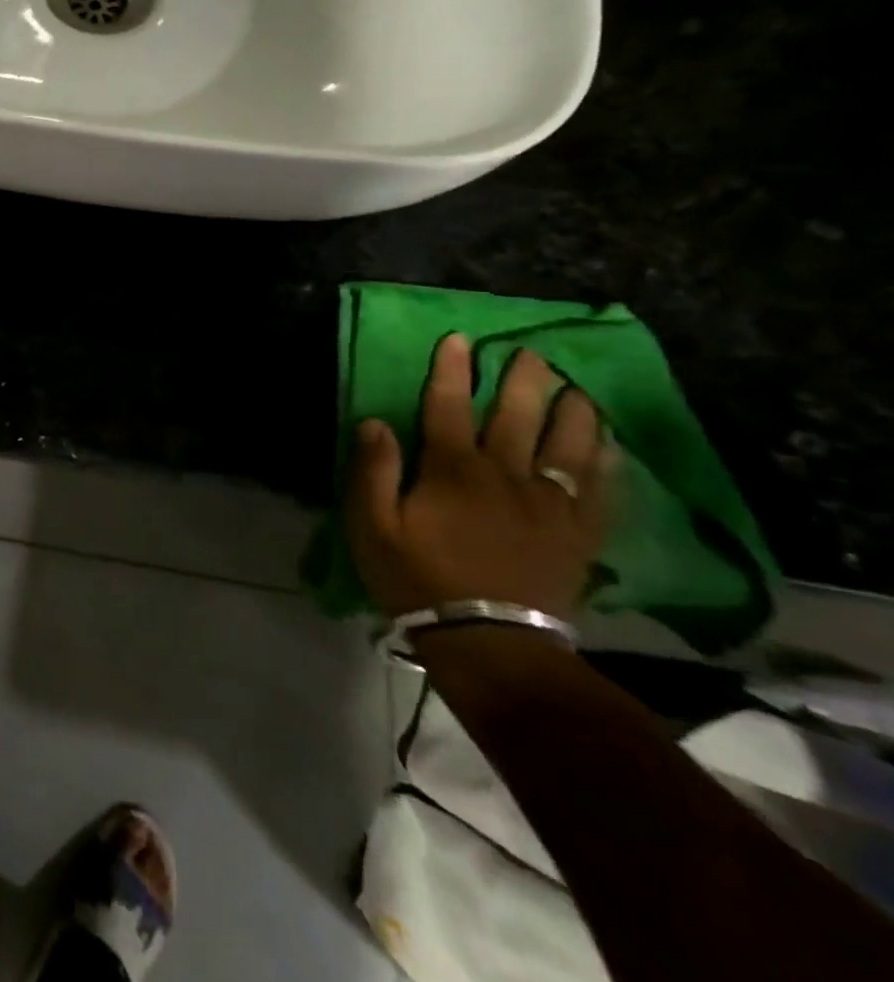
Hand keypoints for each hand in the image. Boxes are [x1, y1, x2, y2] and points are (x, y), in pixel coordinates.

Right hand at [346, 334, 609, 621]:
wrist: (490, 643)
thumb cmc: (417, 578)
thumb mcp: (372, 526)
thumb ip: (374, 470)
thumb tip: (376, 421)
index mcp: (452, 470)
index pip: (448, 406)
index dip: (451, 370)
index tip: (459, 338)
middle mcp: (505, 475)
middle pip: (516, 416)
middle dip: (521, 380)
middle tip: (531, 352)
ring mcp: (549, 504)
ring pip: (567, 446)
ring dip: (572, 412)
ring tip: (577, 388)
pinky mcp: (578, 534)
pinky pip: (601, 489)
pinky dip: (607, 461)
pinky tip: (609, 445)